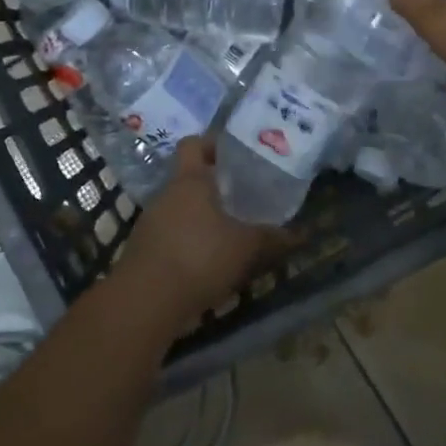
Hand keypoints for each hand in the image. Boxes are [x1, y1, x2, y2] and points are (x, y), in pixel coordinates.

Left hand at [119, 137, 287, 320]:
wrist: (144, 302)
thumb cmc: (199, 258)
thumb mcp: (246, 248)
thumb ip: (273, 239)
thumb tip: (302, 235)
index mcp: (190, 181)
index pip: (194, 143)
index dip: (213, 144)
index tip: (236, 155)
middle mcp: (166, 194)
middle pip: (189, 178)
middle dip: (214, 186)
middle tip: (243, 196)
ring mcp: (150, 222)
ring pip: (181, 209)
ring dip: (202, 217)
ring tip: (230, 231)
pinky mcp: (143, 250)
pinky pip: (171, 235)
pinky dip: (189, 242)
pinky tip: (208, 261)